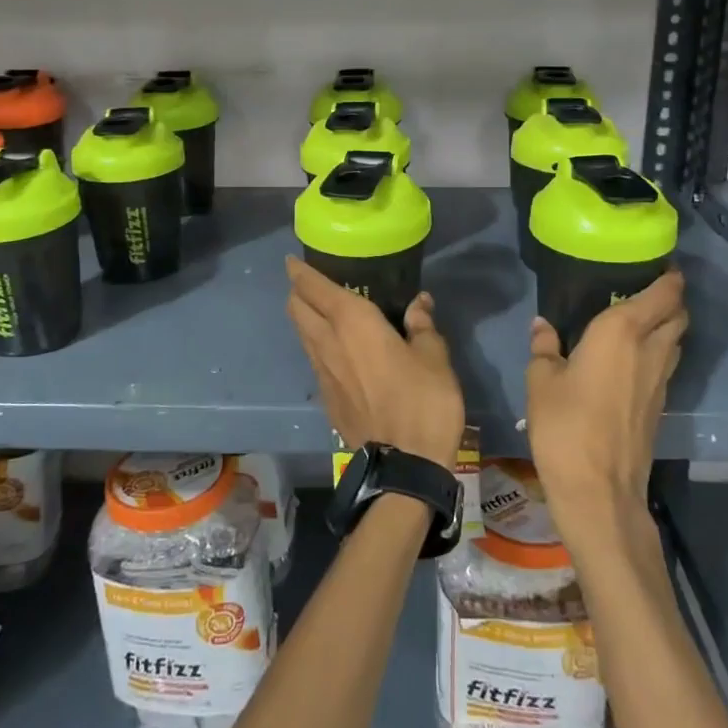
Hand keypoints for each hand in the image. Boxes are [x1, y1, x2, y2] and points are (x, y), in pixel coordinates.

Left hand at [285, 257, 465, 467]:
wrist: (404, 466)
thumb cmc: (423, 401)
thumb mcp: (434, 357)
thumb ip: (422, 325)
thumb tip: (419, 302)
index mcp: (352, 322)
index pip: (314, 287)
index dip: (300, 271)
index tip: (292, 261)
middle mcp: (328, 342)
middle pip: (297, 308)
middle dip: (298, 291)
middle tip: (310, 283)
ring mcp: (322, 372)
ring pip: (302, 334)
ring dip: (305, 318)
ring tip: (322, 312)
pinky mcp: (326, 398)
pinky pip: (314, 359)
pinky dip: (317, 345)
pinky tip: (336, 350)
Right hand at [525, 271, 687, 527]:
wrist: (599, 490)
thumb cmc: (565, 426)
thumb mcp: (541, 381)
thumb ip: (544, 347)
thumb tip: (543, 325)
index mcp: (621, 332)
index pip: (663, 294)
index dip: (669, 277)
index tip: (660, 263)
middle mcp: (650, 350)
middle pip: (678, 315)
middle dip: (670, 298)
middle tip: (644, 288)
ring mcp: (660, 381)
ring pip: (676, 341)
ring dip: (667, 325)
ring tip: (639, 319)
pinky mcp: (659, 406)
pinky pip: (666, 364)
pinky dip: (658, 351)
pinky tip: (632, 358)